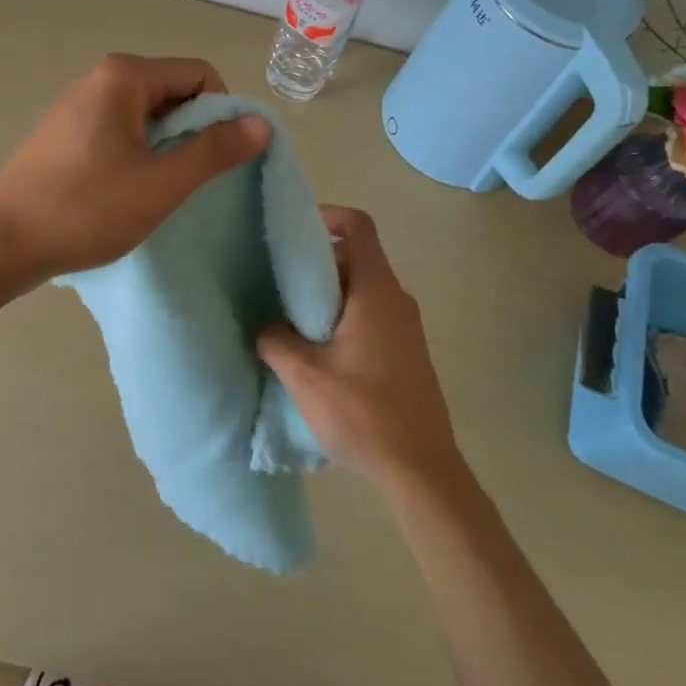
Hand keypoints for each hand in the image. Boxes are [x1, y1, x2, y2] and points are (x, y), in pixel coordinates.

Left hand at [0, 54, 270, 285]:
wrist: (2, 243)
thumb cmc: (86, 208)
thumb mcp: (161, 183)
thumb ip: (215, 150)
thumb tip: (261, 123)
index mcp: (125, 76)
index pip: (200, 75)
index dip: (221, 113)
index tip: (215, 159)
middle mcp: (101, 77)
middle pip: (174, 90)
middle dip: (193, 131)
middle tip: (188, 180)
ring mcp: (80, 103)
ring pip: (149, 113)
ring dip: (167, 146)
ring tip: (158, 189)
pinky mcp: (67, 130)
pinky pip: (122, 128)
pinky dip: (139, 152)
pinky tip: (128, 189)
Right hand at [257, 206, 464, 494]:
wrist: (421, 470)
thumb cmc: (363, 412)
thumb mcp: (305, 375)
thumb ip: (276, 340)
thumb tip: (264, 325)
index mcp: (377, 291)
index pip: (358, 226)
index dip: (327, 215)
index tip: (293, 230)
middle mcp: (396, 299)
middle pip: (356, 257)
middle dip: (317, 261)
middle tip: (279, 280)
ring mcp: (406, 326)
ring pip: (362, 289)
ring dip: (328, 294)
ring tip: (291, 317)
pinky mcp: (407, 351)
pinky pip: (372, 314)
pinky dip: (343, 315)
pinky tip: (318, 349)